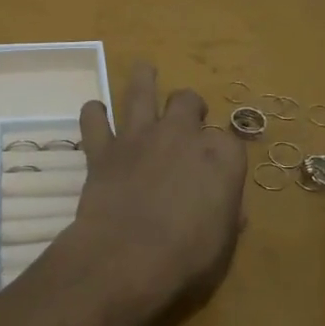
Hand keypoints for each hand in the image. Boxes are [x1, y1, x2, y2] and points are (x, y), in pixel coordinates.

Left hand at [66, 61, 246, 319]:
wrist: (127, 256)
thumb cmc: (186, 256)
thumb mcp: (223, 242)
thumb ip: (227, 216)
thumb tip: (231, 211)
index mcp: (221, 156)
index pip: (228, 140)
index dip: (220, 152)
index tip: (216, 167)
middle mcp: (181, 134)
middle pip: (187, 101)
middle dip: (189, 106)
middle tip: (184, 117)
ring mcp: (140, 136)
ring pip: (140, 90)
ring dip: (142, 78)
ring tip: (144, 70)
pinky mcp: (103, 148)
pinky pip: (93, 119)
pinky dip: (93, 115)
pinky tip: (95, 114)